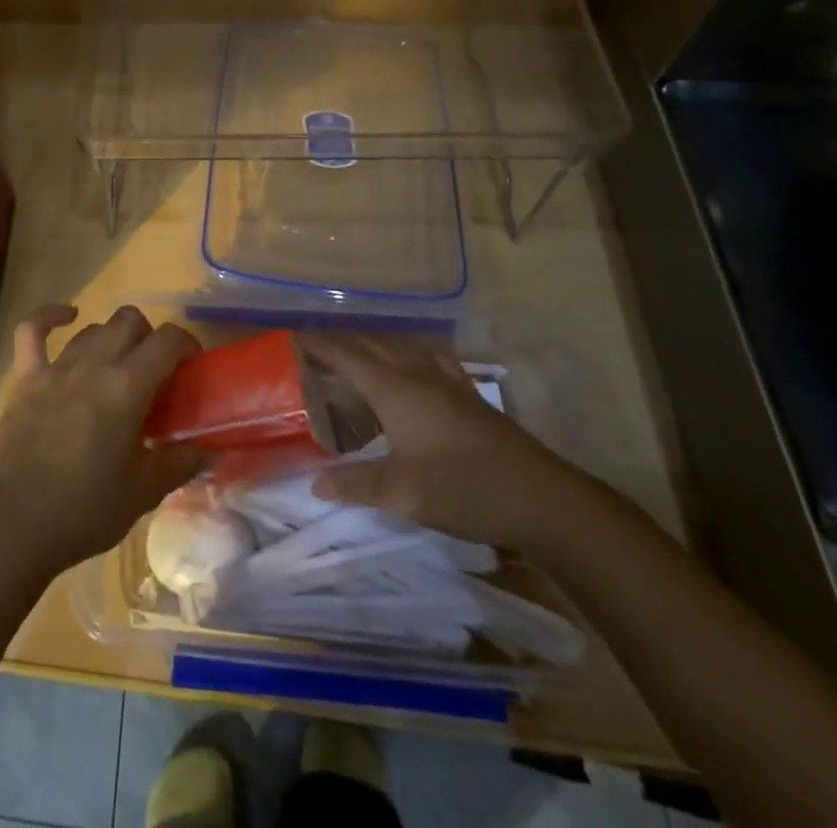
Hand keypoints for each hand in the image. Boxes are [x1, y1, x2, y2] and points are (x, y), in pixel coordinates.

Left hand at [0, 304, 206, 579]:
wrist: (16, 525)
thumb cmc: (85, 510)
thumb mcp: (143, 492)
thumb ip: (179, 463)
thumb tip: (209, 451)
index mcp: (127, 387)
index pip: (167, 340)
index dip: (186, 344)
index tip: (191, 365)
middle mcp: (93, 364)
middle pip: (129, 321)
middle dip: (149, 337)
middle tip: (154, 372)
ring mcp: (55, 368)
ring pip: (93, 328)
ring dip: (112, 339)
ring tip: (117, 367)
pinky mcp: (25, 377)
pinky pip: (32, 331)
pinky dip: (49, 317)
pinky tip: (67, 317)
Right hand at [306, 334, 593, 554]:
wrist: (542, 499)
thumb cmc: (463, 488)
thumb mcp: (402, 492)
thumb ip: (356, 484)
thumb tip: (315, 482)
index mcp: (395, 388)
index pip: (347, 355)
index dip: (319, 345)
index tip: (294, 337)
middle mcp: (418, 374)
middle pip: (373, 347)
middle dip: (342, 344)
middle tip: (316, 351)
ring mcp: (449, 383)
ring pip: (402, 351)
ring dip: (375, 349)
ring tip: (359, 359)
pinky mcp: (470, 398)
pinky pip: (428, 362)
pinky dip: (408, 359)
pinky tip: (415, 373)